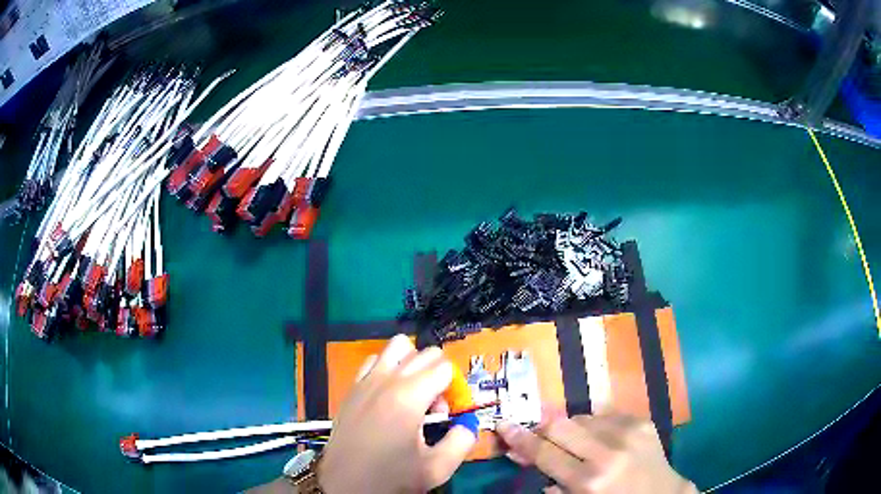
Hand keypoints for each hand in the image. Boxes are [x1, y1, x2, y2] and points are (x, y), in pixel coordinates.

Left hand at [318, 335, 476, 492]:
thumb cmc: (390, 477)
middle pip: (426, 353)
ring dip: (413, 364)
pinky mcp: (353, 386)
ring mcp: (366, 379)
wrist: (344, 484)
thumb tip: (468, 422)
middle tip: (433, 409)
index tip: (447, 414)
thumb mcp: (437, 468)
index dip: (454, 389)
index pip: (445, 367)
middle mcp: (387, 379)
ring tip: (413, 395)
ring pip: (398, 346)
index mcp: (409, 397)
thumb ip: (463, 440)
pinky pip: (375, 359)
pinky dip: (388, 368)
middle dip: (438, 376)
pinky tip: (389, 396)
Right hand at [496, 414, 695, 493]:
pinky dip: (594, 426)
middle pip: (560, 425)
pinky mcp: (642, 421)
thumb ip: (552, 482)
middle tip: (534, 435)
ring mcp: (629, 431)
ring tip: (574, 445)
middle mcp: (608, 451)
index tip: (503, 425)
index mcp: (589, 480)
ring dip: (570, 429)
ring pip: (581, 417)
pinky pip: (605, 415)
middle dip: (542, 428)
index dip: (520, 438)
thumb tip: (524, 457)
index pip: (544, 452)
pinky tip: (598, 440)